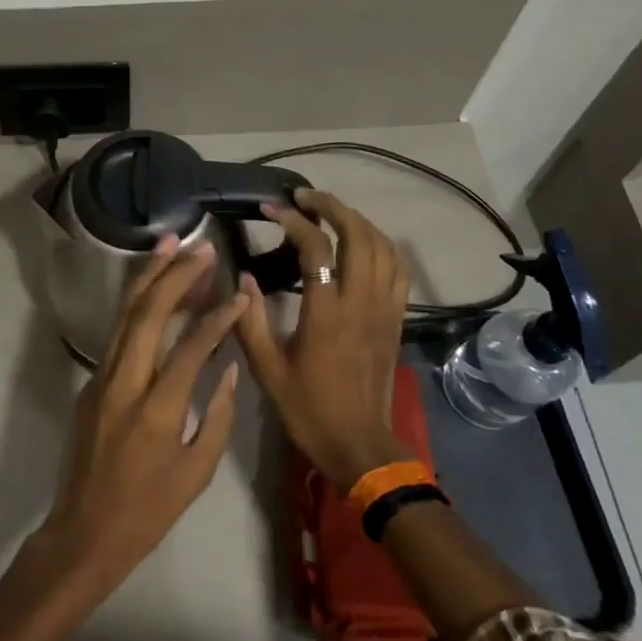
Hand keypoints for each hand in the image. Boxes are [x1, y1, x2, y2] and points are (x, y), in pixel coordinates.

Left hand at [41, 235, 247, 592]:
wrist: (84, 532)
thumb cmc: (149, 511)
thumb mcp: (197, 471)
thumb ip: (218, 415)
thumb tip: (228, 365)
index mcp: (156, 411)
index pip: (190, 348)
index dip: (217, 317)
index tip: (238, 292)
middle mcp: (123, 385)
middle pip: (146, 314)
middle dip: (174, 275)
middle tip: (201, 249)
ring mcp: (100, 380)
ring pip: (123, 316)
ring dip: (147, 277)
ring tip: (170, 244)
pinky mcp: (89, 383)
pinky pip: (116, 334)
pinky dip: (136, 305)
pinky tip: (152, 288)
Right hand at [235, 190, 411, 491]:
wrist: (359, 444)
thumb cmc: (308, 408)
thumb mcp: (266, 369)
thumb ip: (250, 320)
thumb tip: (243, 277)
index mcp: (327, 313)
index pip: (316, 248)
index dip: (293, 220)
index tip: (271, 209)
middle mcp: (361, 302)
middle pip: (358, 234)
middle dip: (332, 206)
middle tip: (304, 196)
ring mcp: (385, 309)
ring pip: (382, 246)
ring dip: (357, 220)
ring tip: (331, 212)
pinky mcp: (396, 318)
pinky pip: (398, 268)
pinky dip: (381, 245)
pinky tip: (363, 242)